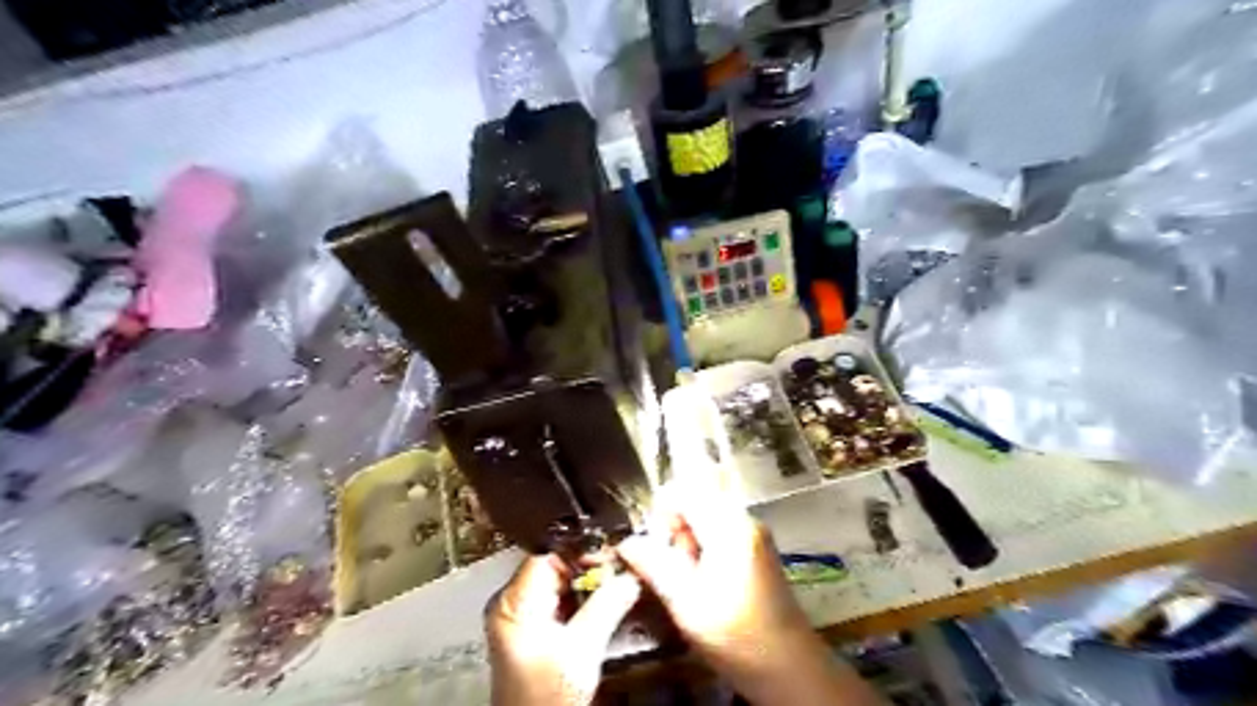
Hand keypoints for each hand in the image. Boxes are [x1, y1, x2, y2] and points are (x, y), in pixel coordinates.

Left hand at [486, 553, 642, 703]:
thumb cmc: (541, 701)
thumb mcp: (581, 650)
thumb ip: (607, 606)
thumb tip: (630, 575)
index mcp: (513, 602)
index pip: (549, 551)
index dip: (582, 548)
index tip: (611, 552)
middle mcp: (514, 603)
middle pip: (557, 563)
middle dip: (591, 565)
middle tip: (619, 570)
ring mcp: (524, 615)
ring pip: (563, 579)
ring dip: (591, 581)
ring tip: (615, 584)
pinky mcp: (536, 627)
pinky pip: (564, 597)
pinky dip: (585, 597)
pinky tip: (603, 603)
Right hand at [617, 479, 882, 705]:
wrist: (790, 668)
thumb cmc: (736, 636)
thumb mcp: (686, 603)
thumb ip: (654, 565)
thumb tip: (625, 541)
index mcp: (728, 526)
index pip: (685, 490)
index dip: (660, 508)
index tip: (650, 539)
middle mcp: (744, 519)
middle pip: (696, 499)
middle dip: (673, 525)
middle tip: (666, 562)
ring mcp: (753, 533)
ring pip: (706, 515)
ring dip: (686, 537)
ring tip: (683, 575)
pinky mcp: (756, 548)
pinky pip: (719, 530)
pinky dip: (702, 546)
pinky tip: (700, 578)